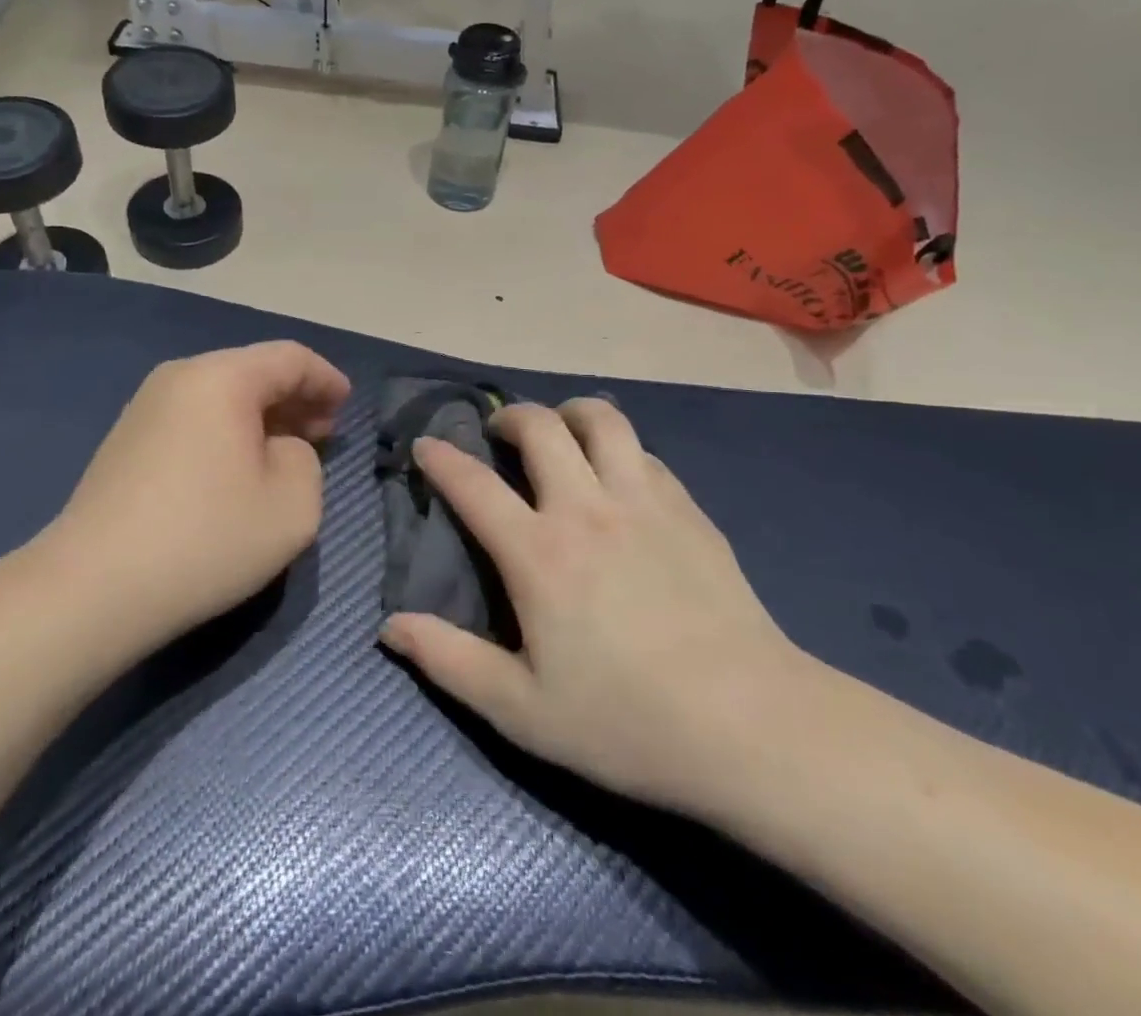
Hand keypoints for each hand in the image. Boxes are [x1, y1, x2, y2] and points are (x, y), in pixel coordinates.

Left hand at [49, 342, 350, 653]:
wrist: (93, 588)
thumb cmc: (206, 538)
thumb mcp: (293, 503)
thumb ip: (306, 459)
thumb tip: (278, 448)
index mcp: (222, 377)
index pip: (290, 358)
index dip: (326, 379)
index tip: (347, 405)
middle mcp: (180, 377)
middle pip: (252, 372)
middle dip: (295, 399)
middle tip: (323, 433)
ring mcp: (145, 407)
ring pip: (221, 396)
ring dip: (261, 418)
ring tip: (285, 453)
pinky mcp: (126, 441)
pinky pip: (194, 419)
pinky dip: (227, 432)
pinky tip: (237, 470)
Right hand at [379, 398, 814, 817]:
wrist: (752, 727)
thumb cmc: (626, 722)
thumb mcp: (521, 711)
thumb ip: (449, 661)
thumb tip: (389, 626)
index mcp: (538, 553)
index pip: (473, 484)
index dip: (441, 458)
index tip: (426, 445)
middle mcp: (586, 509)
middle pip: (541, 427)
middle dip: (509, 418)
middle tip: (499, 436)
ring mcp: (643, 502)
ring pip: (602, 420)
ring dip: (570, 413)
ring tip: (561, 432)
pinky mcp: (688, 510)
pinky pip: (644, 453)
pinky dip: (619, 449)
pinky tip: (618, 476)